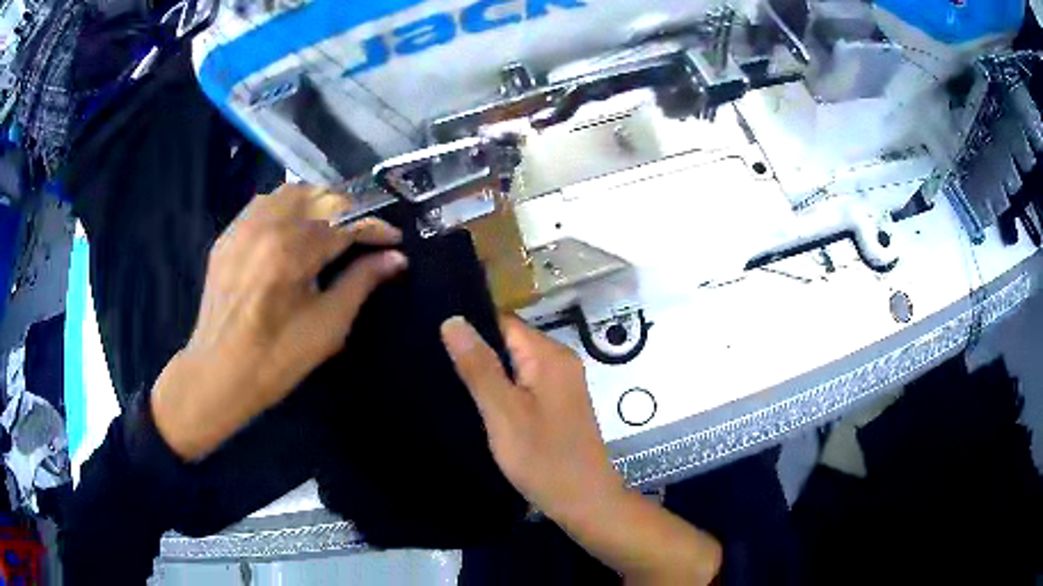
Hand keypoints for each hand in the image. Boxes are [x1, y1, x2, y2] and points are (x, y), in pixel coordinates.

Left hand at [151, 184, 406, 460]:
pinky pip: (262, 205)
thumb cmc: (276, 359)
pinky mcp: (227, 237)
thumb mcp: (327, 327)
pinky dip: (287, 208)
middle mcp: (266, 226)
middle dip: (349, 210)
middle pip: (318, 197)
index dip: (375, 228)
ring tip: (331, 226)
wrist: (218, 375)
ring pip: (289, 193)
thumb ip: (361, 283)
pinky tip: (293, 230)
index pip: (345, 223)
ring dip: (318, 203)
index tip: (394, 240)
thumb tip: (394, 259)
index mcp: (292, 250)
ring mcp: (242, 228)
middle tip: (364, 233)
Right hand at [439, 315, 623, 525]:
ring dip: (486, 371)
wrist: (584, 501)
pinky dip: (500, 389)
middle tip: (432, 360)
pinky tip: (474, 400)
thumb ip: (478, 366)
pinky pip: (522, 383)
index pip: (503, 321)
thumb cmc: (544, 459)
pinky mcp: (557, 404)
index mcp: (550, 355)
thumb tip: (453, 319)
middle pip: (509, 341)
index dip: (470, 326)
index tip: (432, 334)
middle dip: (475, 350)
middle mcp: (559, 361)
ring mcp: (560, 384)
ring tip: (444, 377)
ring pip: (514, 364)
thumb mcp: (503, 412)